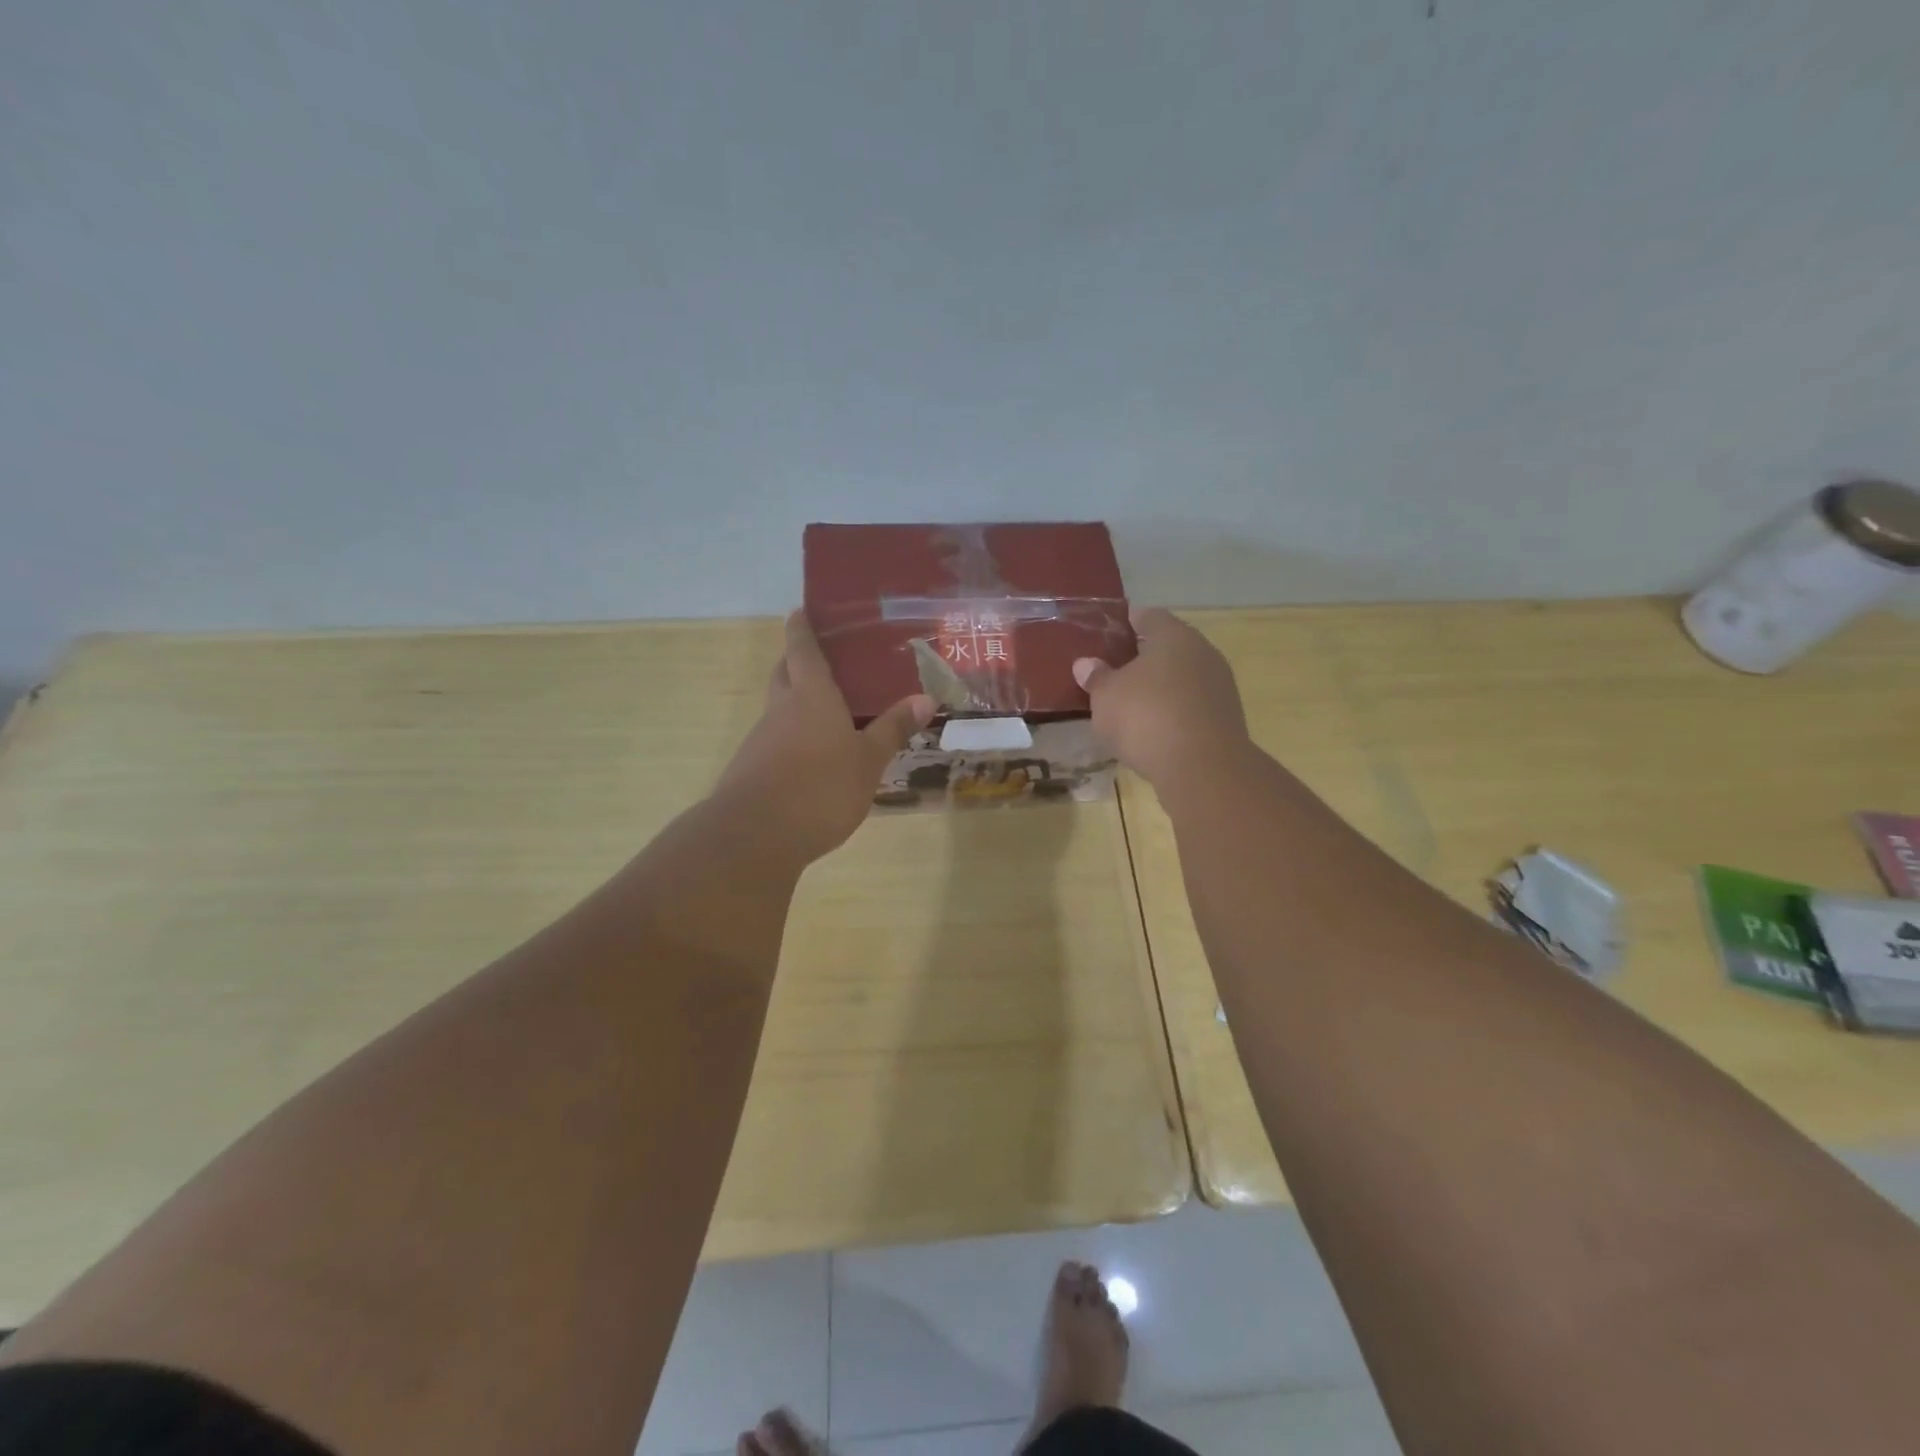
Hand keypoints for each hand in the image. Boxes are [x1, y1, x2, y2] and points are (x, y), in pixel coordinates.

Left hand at [714, 611, 934, 862]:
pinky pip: (775, 739)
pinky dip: (792, 736)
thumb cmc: (820, 789)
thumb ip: (893, 729)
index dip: (802, 627)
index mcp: (810, 696)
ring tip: (830, 711)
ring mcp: (761, 739)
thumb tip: (925, 698)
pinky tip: (814, 756)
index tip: (802, 610)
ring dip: (796, 701)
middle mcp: (780, 709)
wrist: (754, 837)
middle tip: (825, 659)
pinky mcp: (751, 768)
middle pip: (784, 673)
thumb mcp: (868, 761)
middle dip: (797, 661)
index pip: (803, 649)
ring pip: (778, 707)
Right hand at [1073, 608, 1251, 789]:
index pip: (1148, 616)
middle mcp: (1202, 653)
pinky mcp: (1226, 718)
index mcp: (1173, 636)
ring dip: (1161, 686)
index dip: (1126, 622)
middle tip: (1115, 669)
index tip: (1108, 632)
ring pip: (1183, 677)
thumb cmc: (1146, 717)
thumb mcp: (1106, 697)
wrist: (1202, 768)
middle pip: (1169, 646)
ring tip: (1132, 702)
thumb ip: (1096, 678)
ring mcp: (1219, 686)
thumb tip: (1086, 664)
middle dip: (1143, 657)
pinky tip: (1155, 728)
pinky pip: (1192, 705)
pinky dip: (1174, 710)